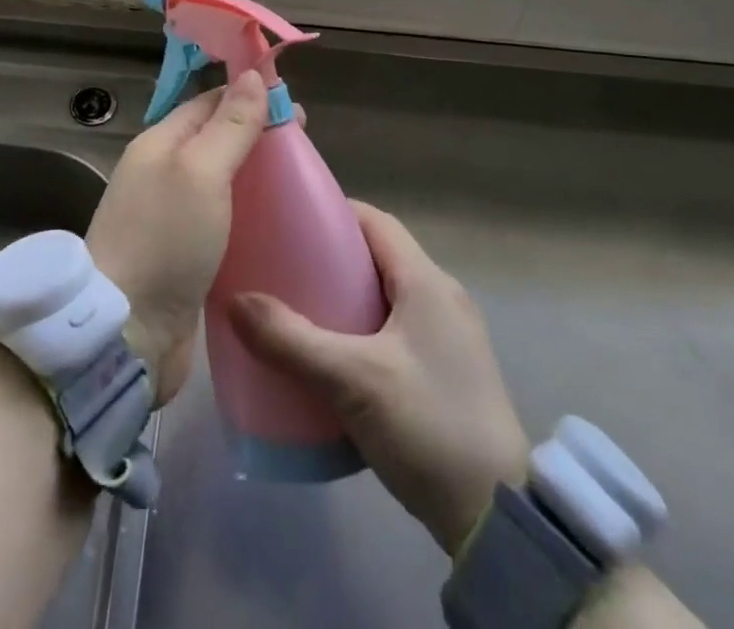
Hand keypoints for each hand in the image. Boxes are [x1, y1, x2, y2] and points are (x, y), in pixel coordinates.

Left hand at [86, 71, 268, 402]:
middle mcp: (162, 173)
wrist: (126, 334)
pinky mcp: (183, 256)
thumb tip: (252, 75)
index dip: (249, 97)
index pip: (209, 103)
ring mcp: (170, 217)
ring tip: (299, 187)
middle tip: (304, 150)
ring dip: (255, 179)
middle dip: (257, 138)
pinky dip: (248, 217)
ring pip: (221, 182)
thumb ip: (230, 124)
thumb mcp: (201, 171)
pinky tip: (277, 228)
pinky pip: (222, 221)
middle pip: (216, 140)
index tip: (294, 107)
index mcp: (159, 143)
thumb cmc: (165, 240)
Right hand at [229, 201, 528, 554]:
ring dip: (345, 295)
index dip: (333, 212)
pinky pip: (395, 328)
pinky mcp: (448, 371)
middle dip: (331, 256)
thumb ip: (291, 340)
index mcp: (427, 281)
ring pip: (386, 295)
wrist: (499, 520)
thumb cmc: (428, 425)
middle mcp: (442, 297)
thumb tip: (234, 302)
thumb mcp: (352, 380)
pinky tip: (333, 355)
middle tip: (284, 267)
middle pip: (378, 256)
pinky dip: (362, 328)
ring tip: (299, 309)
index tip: (289, 220)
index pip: (375, 221)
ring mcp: (449, 337)